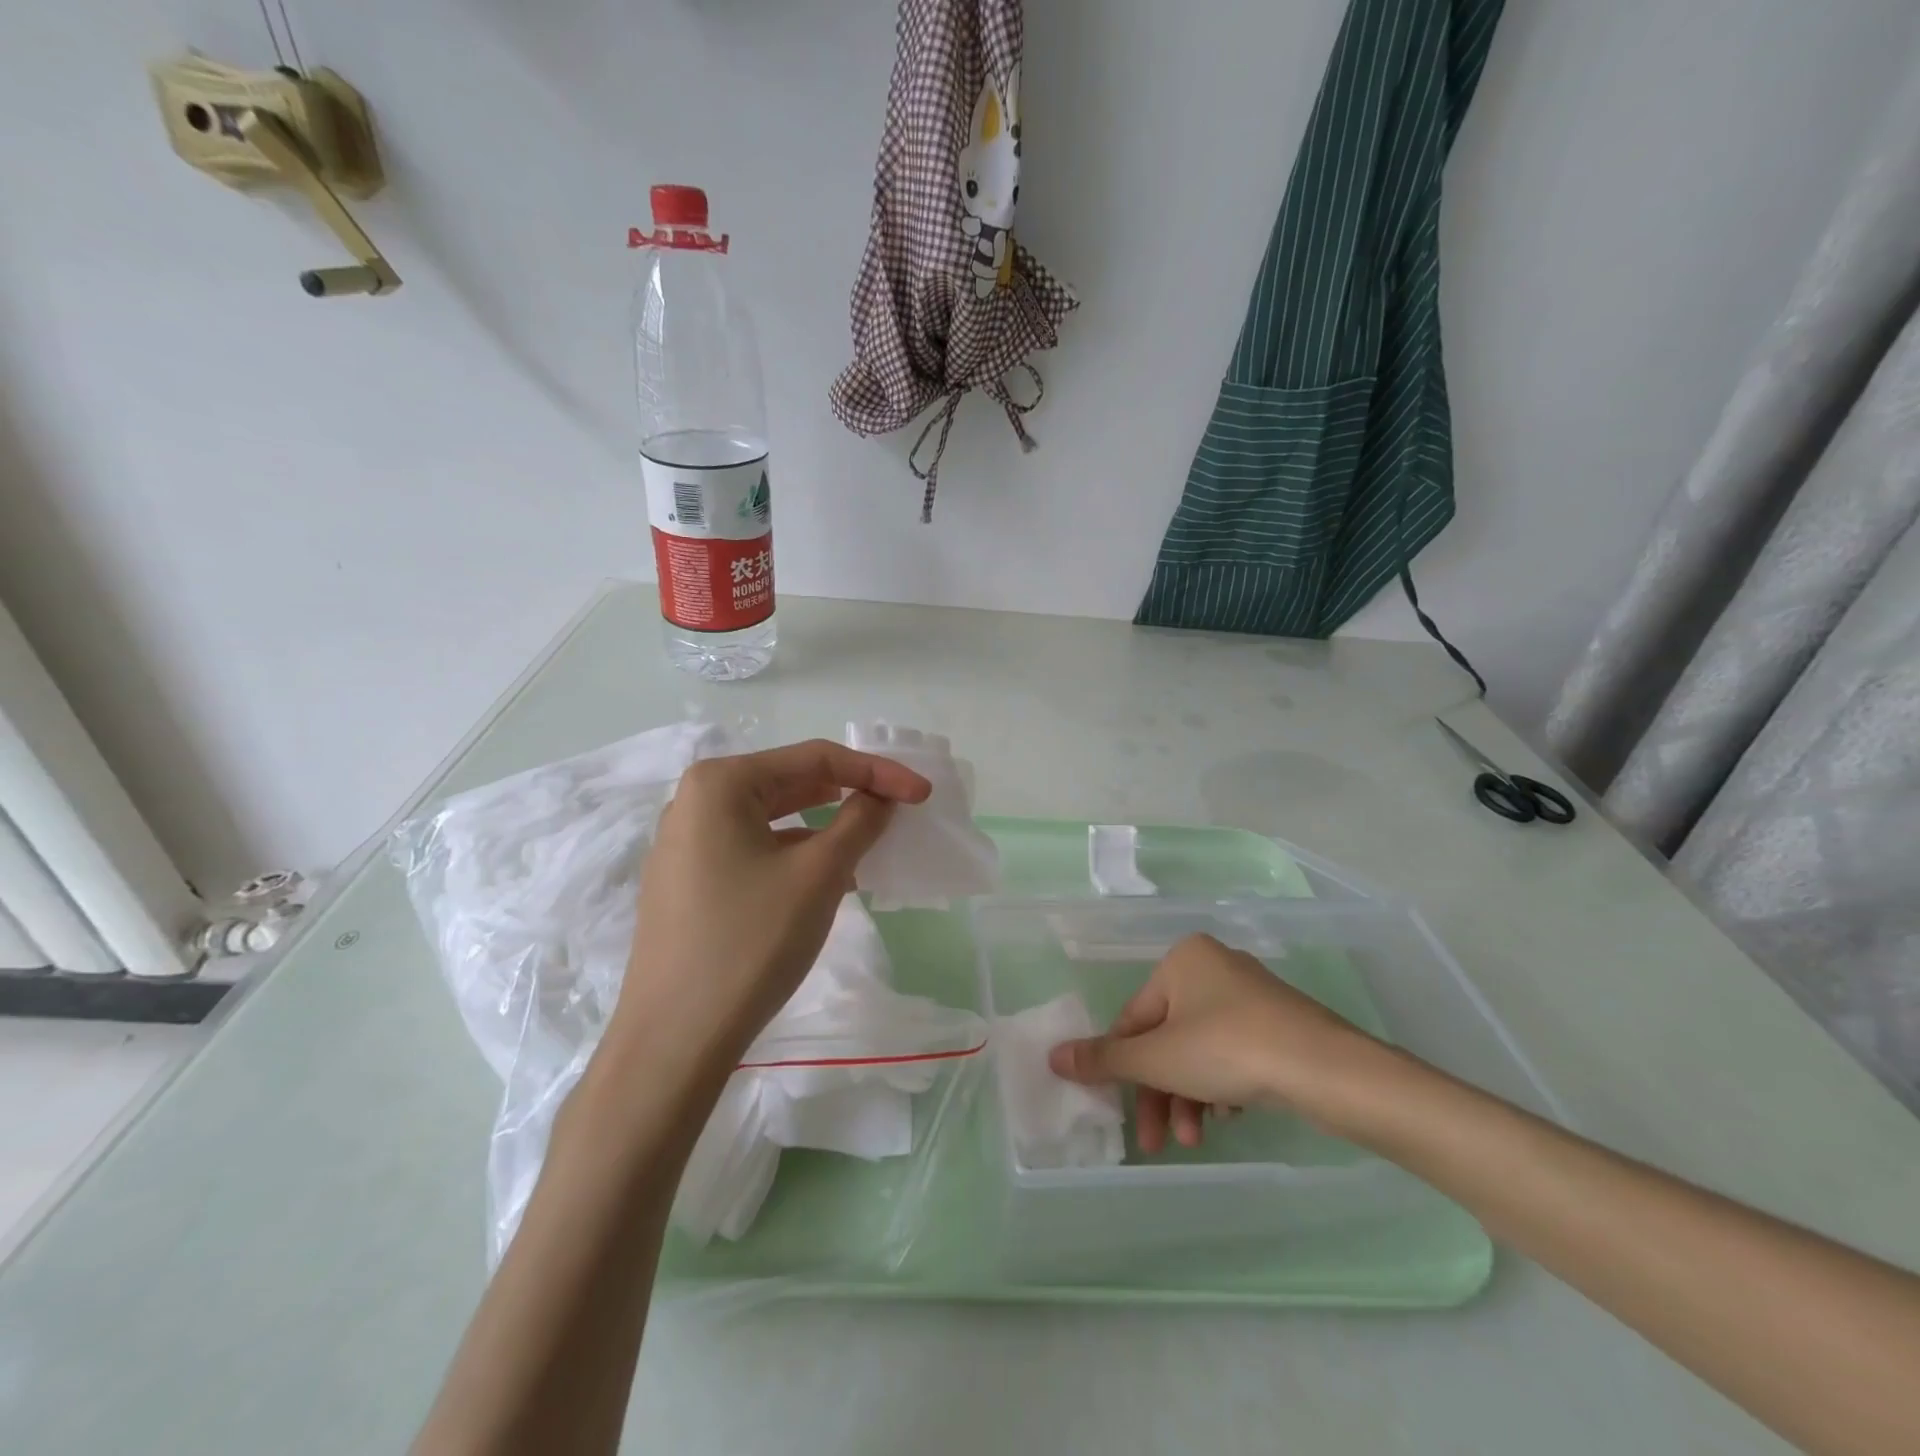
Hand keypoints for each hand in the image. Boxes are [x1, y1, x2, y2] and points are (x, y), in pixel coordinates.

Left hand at [608, 740, 930, 1074]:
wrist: (675, 1040)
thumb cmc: (751, 942)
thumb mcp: (819, 874)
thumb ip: (859, 822)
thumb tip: (882, 799)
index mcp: (720, 783)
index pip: (815, 758)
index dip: (877, 772)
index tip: (922, 793)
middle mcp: (695, 802)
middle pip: (790, 783)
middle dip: (849, 795)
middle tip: (899, 812)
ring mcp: (685, 844)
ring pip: (773, 820)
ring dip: (825, 827)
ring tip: (870, 845)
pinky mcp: (687, 882)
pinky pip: (753, 850)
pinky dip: (795, 855)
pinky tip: (827, 877)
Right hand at [1047, 933, 1384, 1151]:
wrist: (1328, 1070)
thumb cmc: (1229, 1050)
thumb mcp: (1157, 1059)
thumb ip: (1104, 1060)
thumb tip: (1053, 1056)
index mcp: (1182, 960)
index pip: (1134, 1018)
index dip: (1122, 1067)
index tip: (1121, 1112)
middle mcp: (1214, 967)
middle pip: (1167, 1037)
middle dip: (1160, 1092)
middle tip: (1157, 1141)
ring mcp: (1251, 995)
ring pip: (1200, 1049)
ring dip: (1189, 1096)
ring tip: (1195, 1139)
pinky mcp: (1279, 1023)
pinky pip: (1233, 1052)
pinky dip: (1221, 1085)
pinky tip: (1228, 1117)